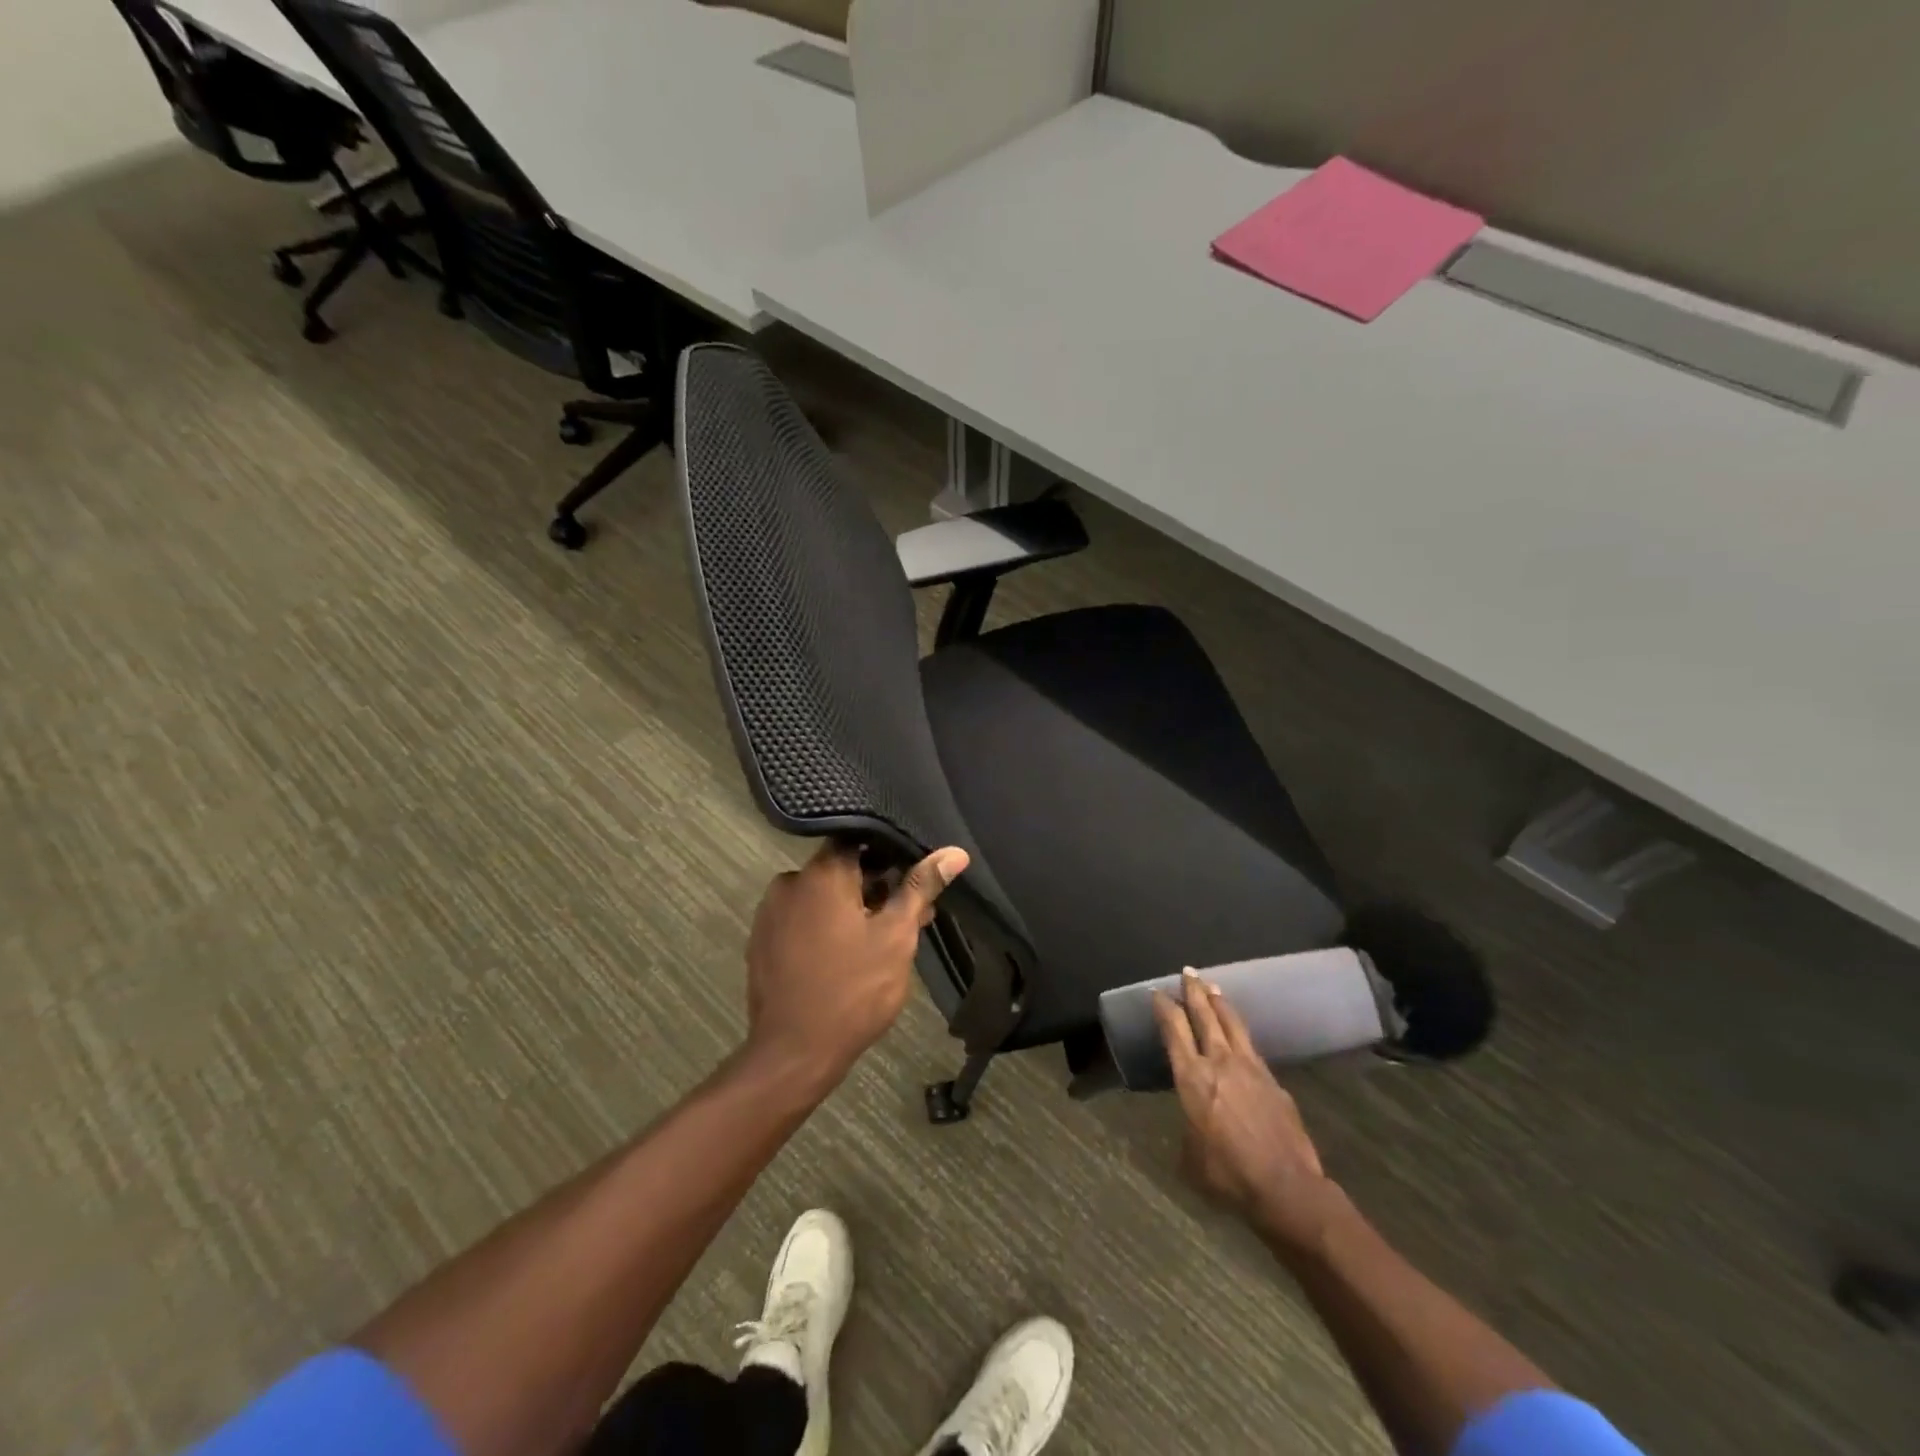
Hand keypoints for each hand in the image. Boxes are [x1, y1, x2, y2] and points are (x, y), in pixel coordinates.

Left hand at [744, 840, 969, 1091]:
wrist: (793, 1054)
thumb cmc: (853, 990)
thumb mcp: (896, 937)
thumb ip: (921, 888)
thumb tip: (954, 853)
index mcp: (821, 873)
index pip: (858, 840)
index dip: (889, 855)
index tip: (912, 876)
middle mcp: (789, 882)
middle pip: (840, 869)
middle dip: (876, 888)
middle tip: (909, 917)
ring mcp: (770, 913)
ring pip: (821, 897)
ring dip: (851, 908)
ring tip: (882, 941)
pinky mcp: (762, 941)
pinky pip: (801, 919)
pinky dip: (825, 927)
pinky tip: (846, 956)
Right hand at [1154, 970, 1341, 1254]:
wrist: (1287, 1187)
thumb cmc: (1228, 1175)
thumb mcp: (1190, 1156)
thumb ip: (1188, 1129)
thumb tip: (1193, 1124)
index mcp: (1192, 1078)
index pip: (1174, 1031)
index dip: (1164, 1008)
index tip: (1157, 993)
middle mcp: (1220, 1062)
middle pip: (1205, 1016)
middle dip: (1194, 991)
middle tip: (1188, 972)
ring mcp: (1251, 1068)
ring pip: (1232, 1024)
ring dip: (1220, 1003)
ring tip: (1213, 987)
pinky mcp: (1274, 1081)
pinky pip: (1252, 1047)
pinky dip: (1240, 1032)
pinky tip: (1240, 1035)